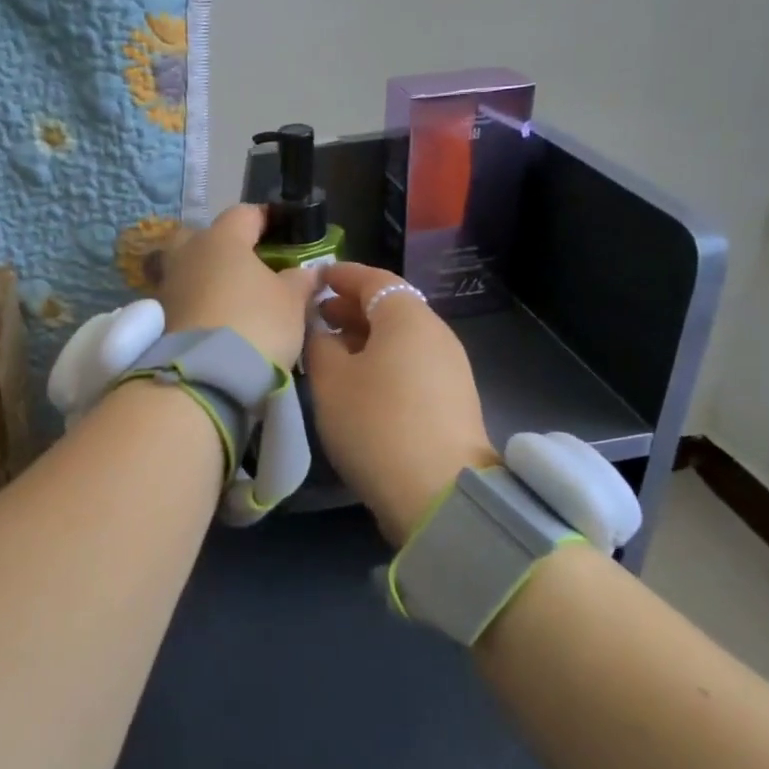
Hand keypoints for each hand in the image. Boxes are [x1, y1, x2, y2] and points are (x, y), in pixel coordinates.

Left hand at [159, 204, 321, 370]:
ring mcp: (168, 283)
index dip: (265, 218)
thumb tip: (308, 271)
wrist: (205, 375)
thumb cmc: (256, 323)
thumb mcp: (292, 302)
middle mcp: (188, 252)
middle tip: (248, 264)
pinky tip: (215, 317)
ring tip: (232, 295)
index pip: (244, 213)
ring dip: (207, 275)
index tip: (282, 230)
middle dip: (224, 244)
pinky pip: (182, 296)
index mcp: (222, 238)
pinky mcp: (159, 315)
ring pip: (188, 266)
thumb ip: (300, 280)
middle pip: (204, 235)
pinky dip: (196, 301)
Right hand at [305, 264, 498, 545]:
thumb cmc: (375, 423)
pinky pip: (411, 363)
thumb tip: (320, 330)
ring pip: (400, 338)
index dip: (341, 276)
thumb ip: (319, 344)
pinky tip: (358, 382)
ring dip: (365, 337)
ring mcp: (449, 367)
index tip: (315, 278)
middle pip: (390, 308)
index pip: (373, 279)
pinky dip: (383, 360)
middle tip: (316, 317)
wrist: (439, 492)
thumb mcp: (331, 380)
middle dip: (351, 308)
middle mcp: (435, 333)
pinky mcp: (452, 399)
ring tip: (331, 350)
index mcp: (407, 317)